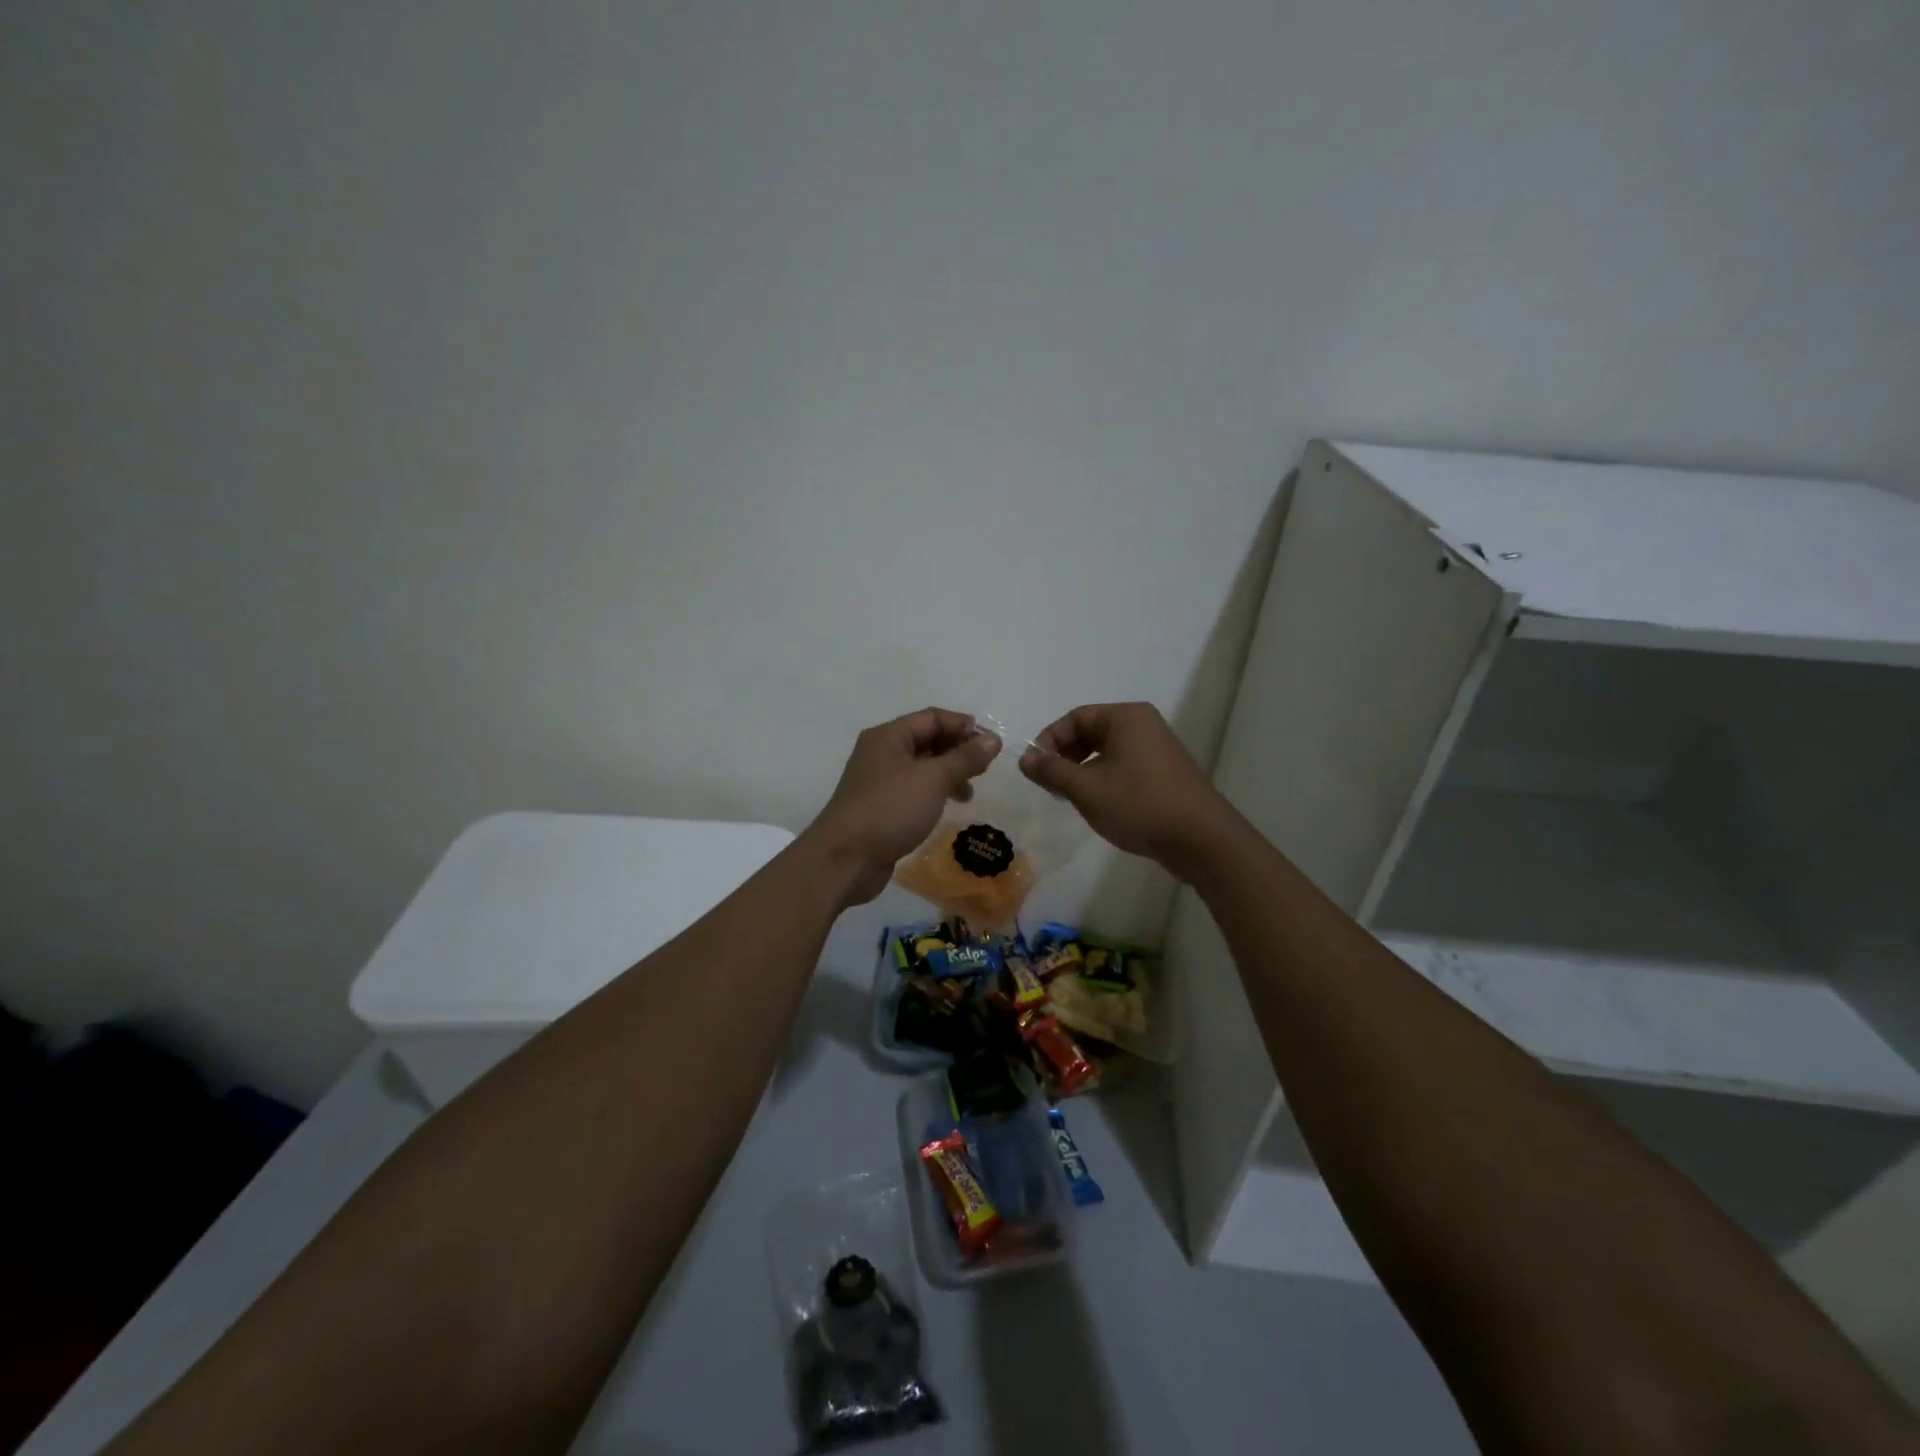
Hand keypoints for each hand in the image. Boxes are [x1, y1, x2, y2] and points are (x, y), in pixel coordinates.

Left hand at [803, 708, 1000, 906]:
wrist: (845, 859)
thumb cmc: (890, 809)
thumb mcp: (933, 779)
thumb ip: (965, 758)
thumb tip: (994, 739)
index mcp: (889, 736)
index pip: (932, 718)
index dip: (963, 726)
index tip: (992, 744)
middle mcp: (882, 753)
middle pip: (927, 740)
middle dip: (958, 750)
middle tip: (985, 769)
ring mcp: (880, 782)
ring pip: (922, 768)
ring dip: (949, 774)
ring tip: (969, 792)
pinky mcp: (882, 808)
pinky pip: (915, 790)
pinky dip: (935, 793)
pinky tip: (948, 807)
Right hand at [1018, 702, 1233, 870]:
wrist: (1202, 840)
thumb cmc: (1140, 805)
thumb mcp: (1087, 789)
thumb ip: (1052, 771)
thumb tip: (1025, 759)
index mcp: (1125, 717)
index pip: (1074, 718)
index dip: (1048, 741)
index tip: (1034, 770)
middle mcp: (1143, 724)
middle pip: (1090, 731)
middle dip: (1065, 756)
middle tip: (1050, 785)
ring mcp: (1157, 747)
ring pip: (1106, 751)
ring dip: (1082, 770)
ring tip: (1070, 798)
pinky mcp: (1164, 771)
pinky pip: (1123, 765)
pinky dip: (1103, 779)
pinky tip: (1098, 804)